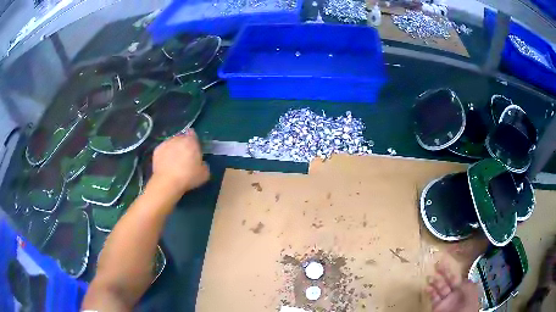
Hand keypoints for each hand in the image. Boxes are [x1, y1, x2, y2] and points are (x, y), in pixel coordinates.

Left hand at [151, 129, 209, 193]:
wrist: (167, 182)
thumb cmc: (188, 177)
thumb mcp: (204, 174)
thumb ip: (204, 165)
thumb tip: (201, 163)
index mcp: (191, 141)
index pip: (192, 133)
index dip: (193, 140)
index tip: (193, 149)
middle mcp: (178, 139)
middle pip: (181, 138)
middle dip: (183, 145)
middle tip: (184, 157)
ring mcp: (166, 143)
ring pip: (171, 143)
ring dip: (173, 149)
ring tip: (174, 161)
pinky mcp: (157, 150)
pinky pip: (163, 149)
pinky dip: (165, 154)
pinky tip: (166, 164)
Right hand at [426, 262, 478, 311]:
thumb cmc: (468, 306)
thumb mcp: (471, 292)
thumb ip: (467, 283)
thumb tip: (463, 276)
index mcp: (465, 288)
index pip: (459, 276)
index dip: (454, 268)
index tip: (448, 260)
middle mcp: (455, 293)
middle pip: (449, 280)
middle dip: (443, 272)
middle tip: (437, 263)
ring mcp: (446, 300)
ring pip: (440, 288)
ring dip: (435, 282)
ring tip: (429, 276)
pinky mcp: (438, 307)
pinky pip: (433, 298)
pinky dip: (430, 293)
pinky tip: (427, 287)